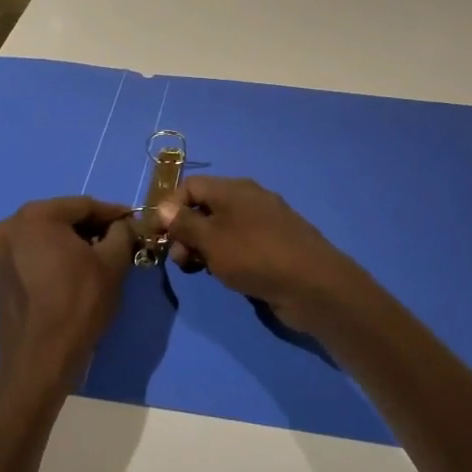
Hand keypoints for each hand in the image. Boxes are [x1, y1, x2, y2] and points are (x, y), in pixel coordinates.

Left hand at [0, 196, 136, 429]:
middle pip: (63, 218)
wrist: (39, 360)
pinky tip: (77, 272)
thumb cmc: (78, 304)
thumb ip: (122, 233)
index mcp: (35, 216)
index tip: (135, 221)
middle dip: (93, 227)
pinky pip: (35, 254)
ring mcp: (1, 251)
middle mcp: (11, 226)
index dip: (113, 213)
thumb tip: (124, 224)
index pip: (84, 205)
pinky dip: (56, 256)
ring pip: (48, 236)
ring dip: (75, 242)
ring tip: (102, 257)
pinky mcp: (0, 274)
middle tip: (121, 240)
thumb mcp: (112, 264)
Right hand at [154, 176, 371, 328]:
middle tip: (182, 261)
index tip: (158, 236)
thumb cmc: (254, 256)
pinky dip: (226, 256)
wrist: (313, 285)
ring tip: (201, 271)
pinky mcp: (275, 246)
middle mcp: (249, 199)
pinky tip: (226, 276)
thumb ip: (184, 223)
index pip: (190, 186)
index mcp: (233, 189)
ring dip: (204, 248)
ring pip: (221, 229)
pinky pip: (240, 245)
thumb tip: (163, 208)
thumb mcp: (210, 239)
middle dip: (185, 232)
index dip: (170, 208)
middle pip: (205, 207)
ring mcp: (264, 223)